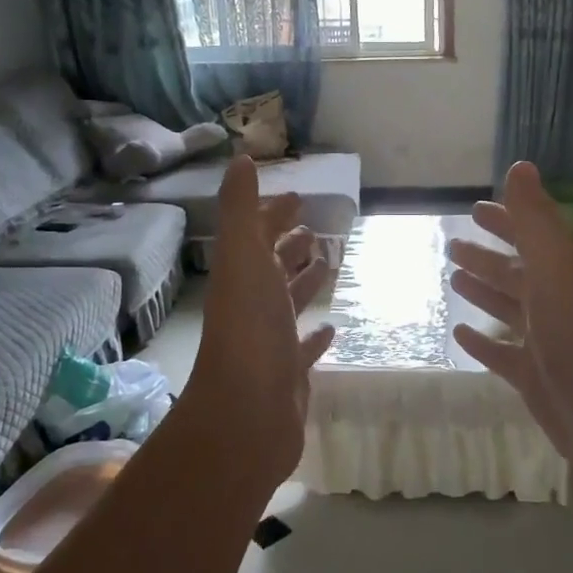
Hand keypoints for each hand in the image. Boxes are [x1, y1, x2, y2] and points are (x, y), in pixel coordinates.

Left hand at [188, 157, 335, 477]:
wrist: (248, 413)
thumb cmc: (250, 328)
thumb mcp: (243, 257)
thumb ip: (241, 209)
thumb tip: (240, 159)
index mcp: (243, 275)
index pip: (258, 235)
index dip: (273, 214)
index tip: (298, 197)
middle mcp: (253, 305)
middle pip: (273, 267)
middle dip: (290, 245)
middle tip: (316, 229)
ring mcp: (271, 341)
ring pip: (289, 303)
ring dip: (304, 282)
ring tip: (327, 262)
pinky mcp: (290, 373)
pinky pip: (305, 347)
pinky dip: (316, 334)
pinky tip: (332, 325)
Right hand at [447, 162, 572, 498]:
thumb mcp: (555, 267)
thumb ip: (534, 219)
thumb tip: (520, 166)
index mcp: (565, 272)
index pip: (531, 236)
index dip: (505, 220)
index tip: (474, 209)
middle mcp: (557, 302)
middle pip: (516, 271)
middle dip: (487, 256)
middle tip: (451, 245)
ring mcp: (545, 341)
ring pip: (508, 308)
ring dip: (483, 291)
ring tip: (452, 277)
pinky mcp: (533, 377)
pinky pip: (501, 353)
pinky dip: (482, 341)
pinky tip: (459, 332)